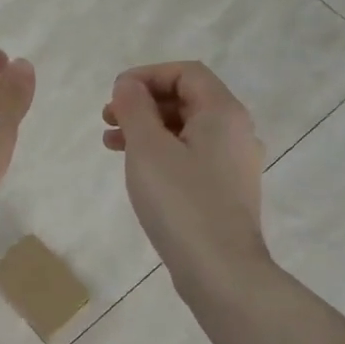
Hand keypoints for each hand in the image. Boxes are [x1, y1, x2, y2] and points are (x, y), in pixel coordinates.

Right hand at [102, 62, 268, 288]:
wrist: (221, 270)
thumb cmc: (181, 202)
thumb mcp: (148, 148)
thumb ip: (134, 108)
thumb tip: (128, 84)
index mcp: (223, 113)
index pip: (186, 72)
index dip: (147, 75)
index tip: (115, 93)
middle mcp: (236, 131)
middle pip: (187, 99)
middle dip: (144, 102)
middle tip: (108, 117)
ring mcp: (234, 163)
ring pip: (186, 129)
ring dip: (148, 128)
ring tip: (111, 142)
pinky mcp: (226, 190)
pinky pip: (191, 155)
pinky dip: (162, 152)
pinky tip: (137, 169)